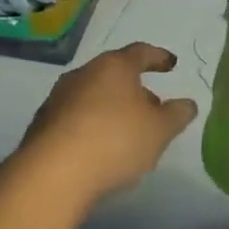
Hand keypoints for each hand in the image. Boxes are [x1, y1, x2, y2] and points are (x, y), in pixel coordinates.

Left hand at [18, 43, 198, 206]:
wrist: (51, 175)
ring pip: (94, 97)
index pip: (141, 52)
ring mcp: (58, 99)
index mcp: (114, 67)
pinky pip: (76, 119)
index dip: (159, 58)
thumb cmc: (115, 141)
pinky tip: (101, 151)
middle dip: (136, 89)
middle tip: (153, 107)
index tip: (171, 65)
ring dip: (112, 109)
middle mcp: (83, 74)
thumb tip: (187, 104)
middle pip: (114, 75)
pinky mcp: (41, 126)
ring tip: (128, 133)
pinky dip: (92, 127)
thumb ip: (177, 114)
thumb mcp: (160, 130)